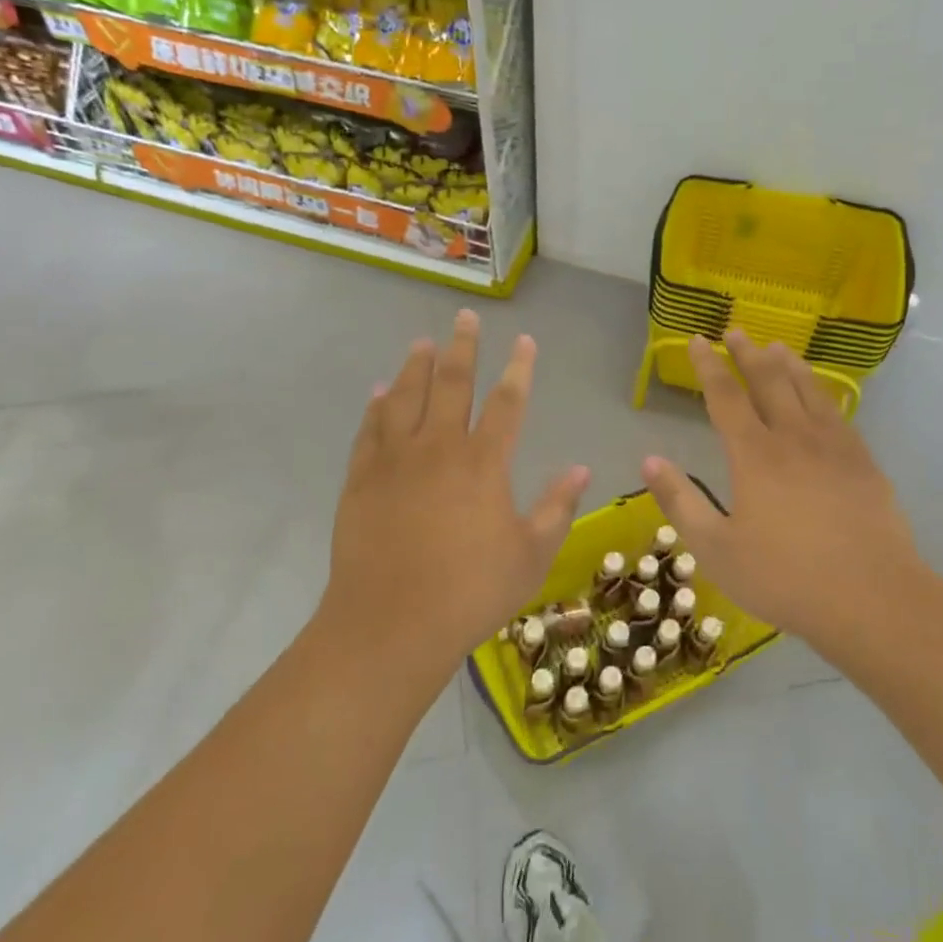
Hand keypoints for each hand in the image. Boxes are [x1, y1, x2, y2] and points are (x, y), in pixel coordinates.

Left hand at [323, 310, 589, 674]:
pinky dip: (376, 406)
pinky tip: (379, 392)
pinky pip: (370, 429)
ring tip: (423, 343)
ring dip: (416, 366)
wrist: (391, 624)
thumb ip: (556, 507)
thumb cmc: (471, 592)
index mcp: (484, 463)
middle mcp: (439, 448)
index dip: (519, 368)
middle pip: (452, 383)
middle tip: (467, 317)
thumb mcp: (531, 555)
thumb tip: (580, 468)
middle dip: (463, 346)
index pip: (507, 402)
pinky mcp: (361, 478)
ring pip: (405, 396)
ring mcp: (395, 460)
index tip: (524, 341)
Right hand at [642, 333, 927, 660]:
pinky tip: (823, 395)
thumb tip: (649, 460)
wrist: (871, 599)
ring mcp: (834, 448)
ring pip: (809, 391)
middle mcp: (794, 438)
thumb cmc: (784, 578)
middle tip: (737, 330)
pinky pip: (839, 414)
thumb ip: (681, 501)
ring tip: (778, 347)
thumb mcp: (716, 549)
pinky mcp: (864, 464)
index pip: (725, 397)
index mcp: (755, 455)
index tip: (699, 340)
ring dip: (789, 365)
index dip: (709, 366)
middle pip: (769, 382)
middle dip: (749, 354)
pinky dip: (825, 393)